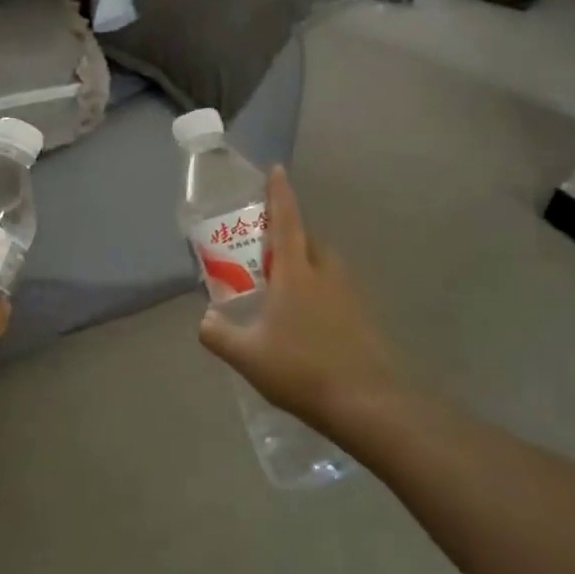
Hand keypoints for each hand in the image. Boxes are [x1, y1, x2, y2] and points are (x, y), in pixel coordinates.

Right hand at [198, 167, 400, 427]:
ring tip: (281, 290)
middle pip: (307, 241)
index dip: (279, 194)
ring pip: (323, 267)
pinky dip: (318, 293)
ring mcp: (349, 296)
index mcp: (296, 273)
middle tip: (265, 251)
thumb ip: (218, 333)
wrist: (369, 404)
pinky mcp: (362, 318)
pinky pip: (334, 292)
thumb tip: (205, 319)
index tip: (277, 169)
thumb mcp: (247, 354)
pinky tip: (304, 323)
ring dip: (304, 266)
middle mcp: (325, 275)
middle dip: (289, 236)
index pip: (286, 221)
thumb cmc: (302, 369)